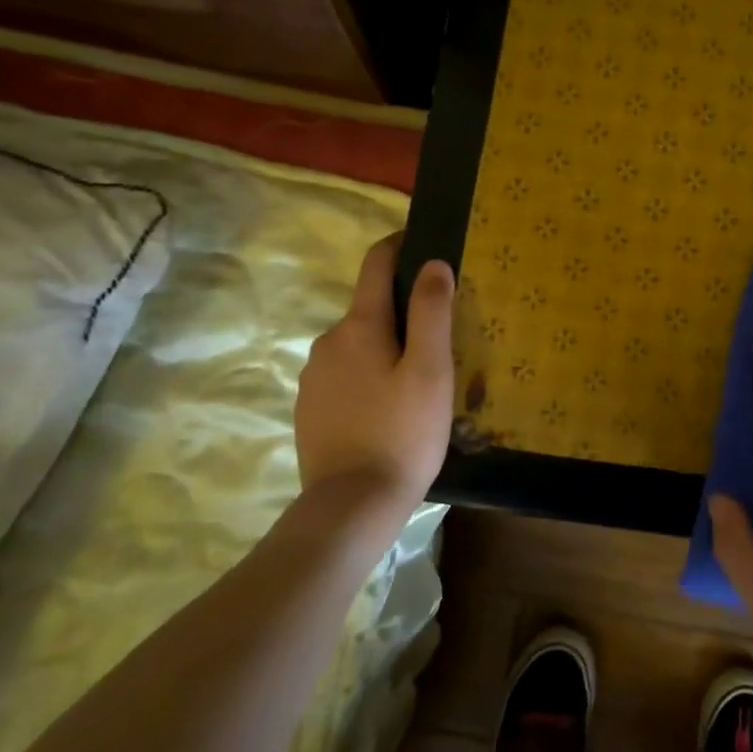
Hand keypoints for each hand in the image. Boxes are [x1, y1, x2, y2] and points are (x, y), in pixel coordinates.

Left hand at [294, 233, 453, 510]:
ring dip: (387, 348)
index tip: (428, 245)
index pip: (376, 263)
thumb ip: (432, 311)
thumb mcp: (431, 369)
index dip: (401, 246)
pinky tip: (390, 408)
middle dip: (404, 311)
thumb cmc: (402, 432)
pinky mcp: (310, 408)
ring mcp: (314, 377)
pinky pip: (346, 375)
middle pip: (371, 307)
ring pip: (359, 344)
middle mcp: (328, 341)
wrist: (351, 506)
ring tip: (420, 379)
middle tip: (442, 337)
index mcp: (359, 325)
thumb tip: (433, 263)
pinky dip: (369, 377)